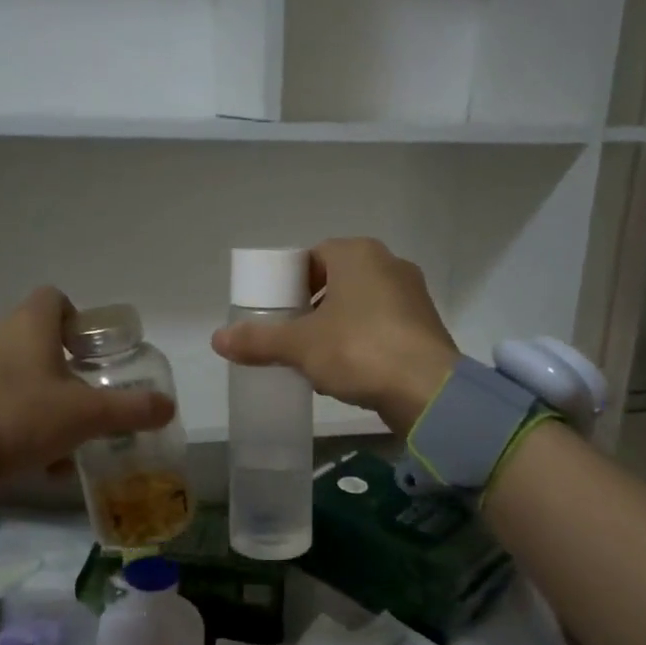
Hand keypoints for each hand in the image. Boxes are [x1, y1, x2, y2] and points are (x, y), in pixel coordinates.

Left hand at [0, 288, 174, 487]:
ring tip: (64, 441)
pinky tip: (32, 459)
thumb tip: (168, 406)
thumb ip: (130, 410)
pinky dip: (17, 419)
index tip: (93, 355)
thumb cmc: (16, 419)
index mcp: (28, 324)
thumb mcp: (85, 417)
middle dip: (66, 371)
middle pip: (39, 340)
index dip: (79, 321)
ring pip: (18, 374)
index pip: (56, 298)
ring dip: (44, 400)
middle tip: (86, 402)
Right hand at [211, 238, 458, 433]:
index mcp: (357, 254)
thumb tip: (217, 340)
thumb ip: (259, 340)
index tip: (276, 311)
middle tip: (290, 336)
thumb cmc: (359, 350)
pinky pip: (382, 327)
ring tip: (314, 359)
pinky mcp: (425, 328)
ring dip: (336, 327)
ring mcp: (412, 296)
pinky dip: (361, 342)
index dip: (289, 282)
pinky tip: (347, 372)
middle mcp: (389, 265)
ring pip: (360, 306)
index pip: (313, 256)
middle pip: (337, 280)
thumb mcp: (300, 346)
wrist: (428, 390)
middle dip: (311, 307)